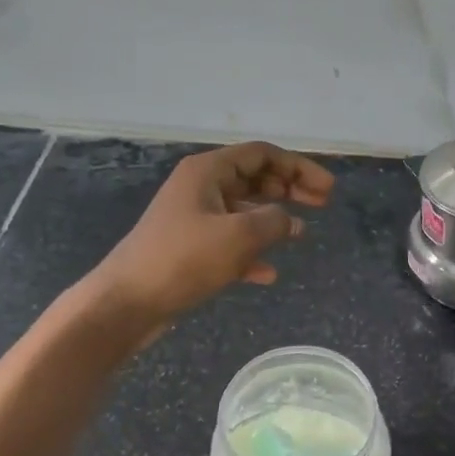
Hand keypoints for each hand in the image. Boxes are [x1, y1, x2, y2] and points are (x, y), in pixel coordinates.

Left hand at [87, 141, 333, 334]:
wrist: (128, 301)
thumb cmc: (183, 259)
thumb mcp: (238, 236)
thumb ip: (273, 221)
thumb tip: (290, 221)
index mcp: (208, 171)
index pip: (262, 154)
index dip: (298, 167)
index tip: (327, 189)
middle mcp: (200, 187)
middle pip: (254, 178)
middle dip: (289, 189)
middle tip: (322, 204)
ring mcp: (193, 218)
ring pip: (243, 210)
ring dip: (273, 219)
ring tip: (301, 234)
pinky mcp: (189, 248)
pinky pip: (229, 241)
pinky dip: (251, 251)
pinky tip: (268, 273)